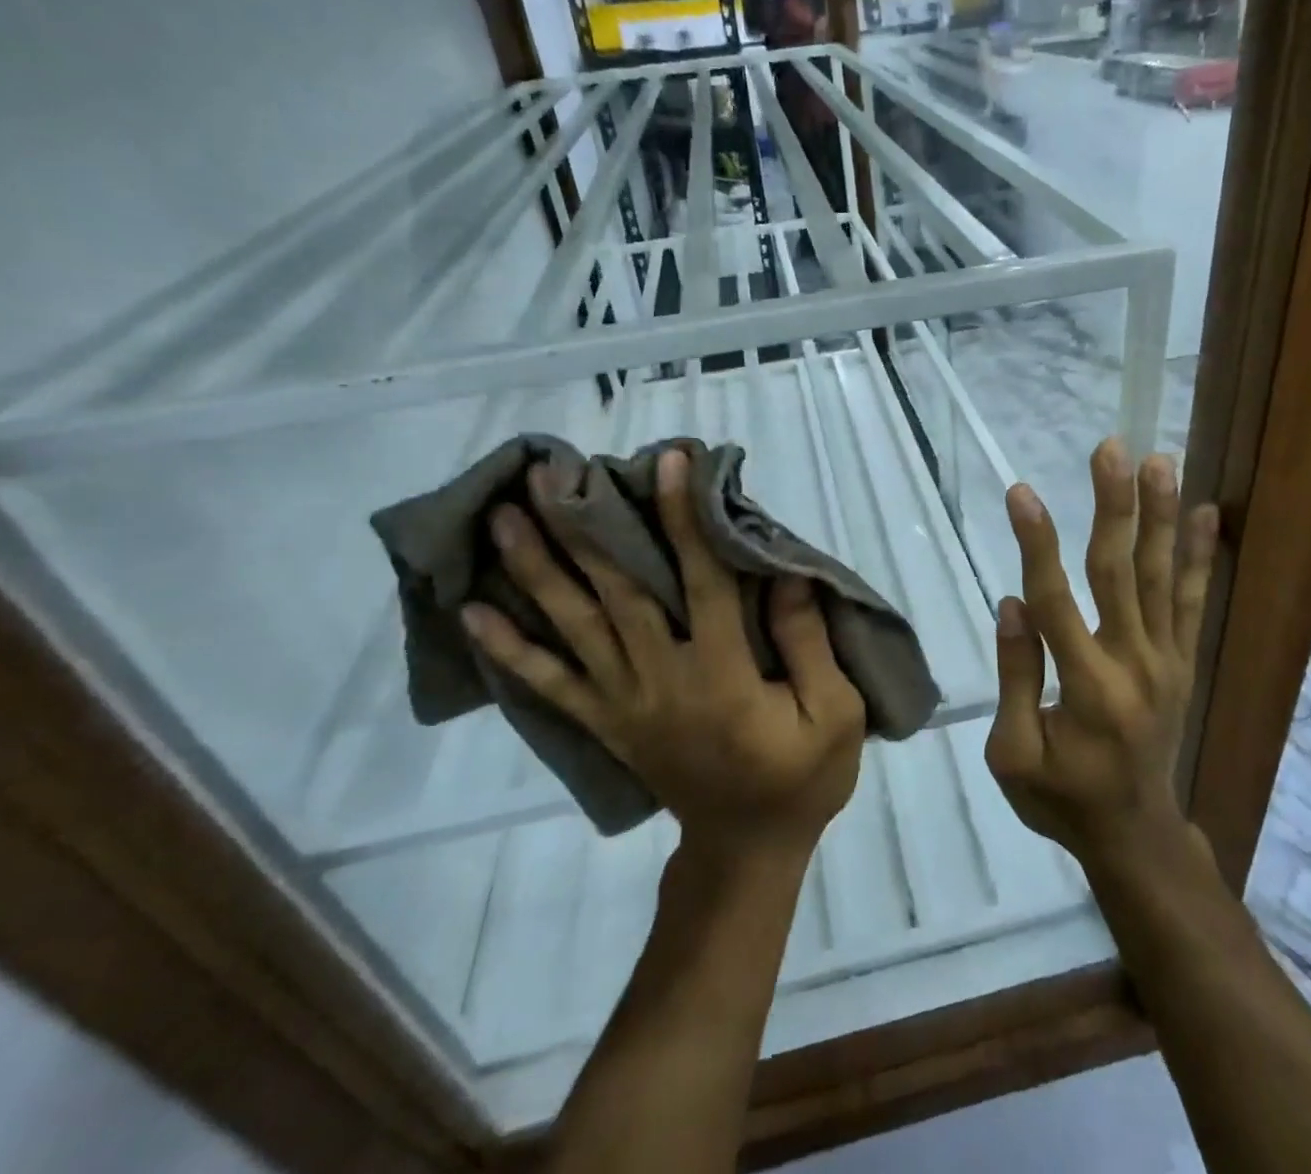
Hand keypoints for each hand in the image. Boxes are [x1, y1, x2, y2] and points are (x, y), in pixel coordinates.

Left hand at [462, 449, 864, 861]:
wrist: (746, 849)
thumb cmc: (800, 778)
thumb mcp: (836, 714)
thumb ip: (808, 642)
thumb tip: (782, 572)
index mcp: (724, 674)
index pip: (702, 580)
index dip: (685, 518)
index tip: (671, 461)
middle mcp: (662, 679)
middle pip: (617, 593)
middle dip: (583, 529)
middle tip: (548, 474)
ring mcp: (625, 702)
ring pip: (575, 628)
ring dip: (537, 570)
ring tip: (502, 519)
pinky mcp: (606, 722)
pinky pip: (550, 686)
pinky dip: (509, 651)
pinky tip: (474, 614)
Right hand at [984, 439, 1219, 870]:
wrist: (1137, 838)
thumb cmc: (1062, 800)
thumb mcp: (1014, 756)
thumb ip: (1017, 678)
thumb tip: (1014, 604)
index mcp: (1086, 688)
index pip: (1056, 600)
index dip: (1037, 543)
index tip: (1022, 492)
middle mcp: (1135, 664)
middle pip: (1121, 572)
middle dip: (1114, 506)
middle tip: (1112, 449)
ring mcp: (1167, 661)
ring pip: (1163, 577)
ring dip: (1161, 516)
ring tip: (1161, 462)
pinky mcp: (1183, 663)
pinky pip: (1194, 602)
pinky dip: (1200, 557)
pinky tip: (1206, 514)